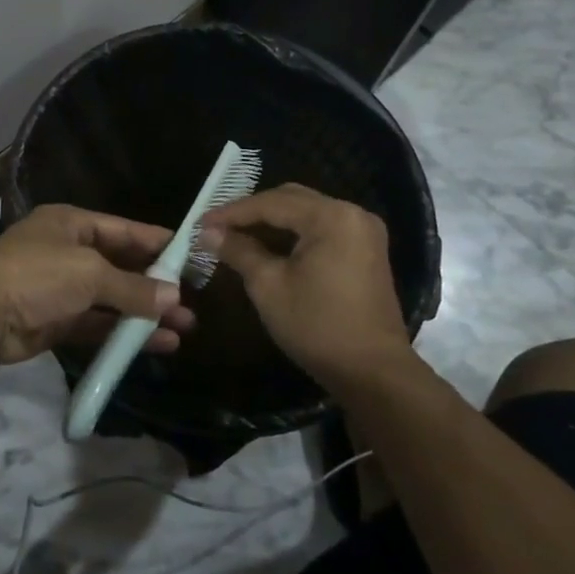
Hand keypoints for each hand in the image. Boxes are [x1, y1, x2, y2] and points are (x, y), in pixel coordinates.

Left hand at [0, 205, 192, 366]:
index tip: (190, 254)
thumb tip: (174, 298)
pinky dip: (124, 333)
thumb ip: (132, 287)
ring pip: (111, 298)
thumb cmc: (37, 275)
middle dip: (154, 283)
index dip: (156, 241)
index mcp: (71, 224)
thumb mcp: (89, 273)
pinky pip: (98, 325)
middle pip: (119, 265)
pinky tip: (157, 344)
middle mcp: (67, 252)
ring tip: (184, 327)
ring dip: (144, 312)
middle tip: (192, 299)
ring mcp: (60, 288)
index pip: (123, 229)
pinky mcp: (56, 322)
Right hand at [199, 183, 408, 392]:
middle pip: (291, 200)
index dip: (232, 212)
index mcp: (331, 217)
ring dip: (272, 223)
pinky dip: (294, 234)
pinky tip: (269, 247)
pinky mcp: (366, 251)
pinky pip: (321, 229)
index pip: (271, 203)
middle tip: (218, 227)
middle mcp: (352, 213)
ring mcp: (363, 231)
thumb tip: (208, 233)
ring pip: (306, 213)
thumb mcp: (269, 286)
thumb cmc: (318, 326)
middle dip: (252, 212)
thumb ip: (238, 251)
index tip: (200, 222)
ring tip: (237, 236)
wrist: (374, 373)